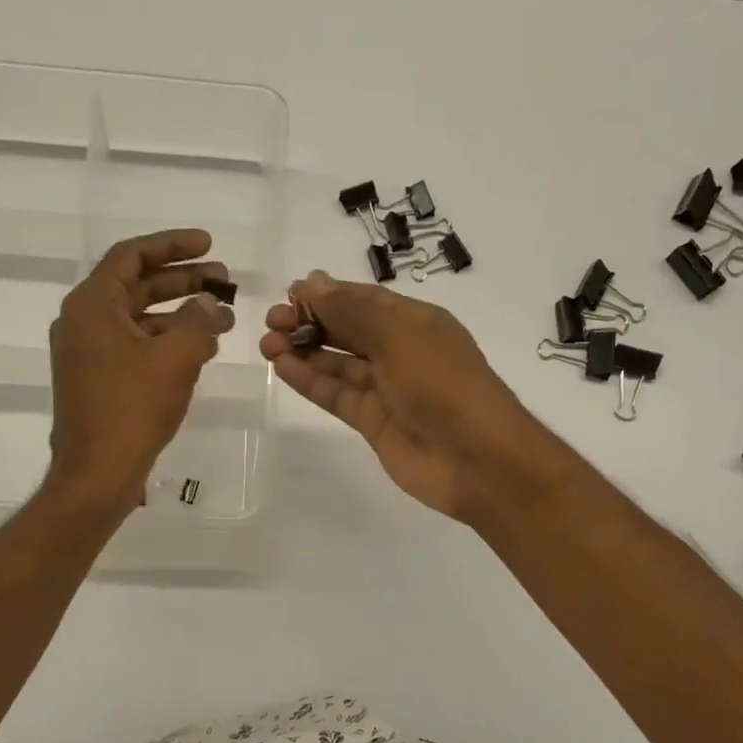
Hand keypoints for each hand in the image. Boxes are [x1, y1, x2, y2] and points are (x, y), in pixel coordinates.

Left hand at [46, 229, 233, 511]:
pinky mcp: (96, 380)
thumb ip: (198, 321)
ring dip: (180, 316)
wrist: (97, 473)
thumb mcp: (176, 358)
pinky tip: (201, 351)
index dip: (173, 245)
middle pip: (137, 286)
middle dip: (183, 281)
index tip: (209, 245)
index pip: (132, 255)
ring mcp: (87, 353)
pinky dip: (166, 343)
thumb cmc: (133, 409)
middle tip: (224, 280)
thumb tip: (210, 305)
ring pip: (139, 319)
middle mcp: (83, 321)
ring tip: (222, 319)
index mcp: (92, 304)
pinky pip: (135, 347)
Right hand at [258, 270, 558, 521]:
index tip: (290, 293)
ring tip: (266, 343)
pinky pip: (337, 395)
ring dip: (304, 351)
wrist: (475, 459)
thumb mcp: (399, 336)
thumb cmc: (442, 385)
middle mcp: (401, 352)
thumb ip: (353, 311)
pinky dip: (311, 381)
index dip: (328, 295)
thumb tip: (313, 283)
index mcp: (416, 323)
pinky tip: (282, 367)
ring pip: (338, 364)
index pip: (365, 301)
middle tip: (272, 321)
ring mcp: (387, 390)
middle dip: (311, 322)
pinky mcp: (374, 423)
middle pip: (348, 330)